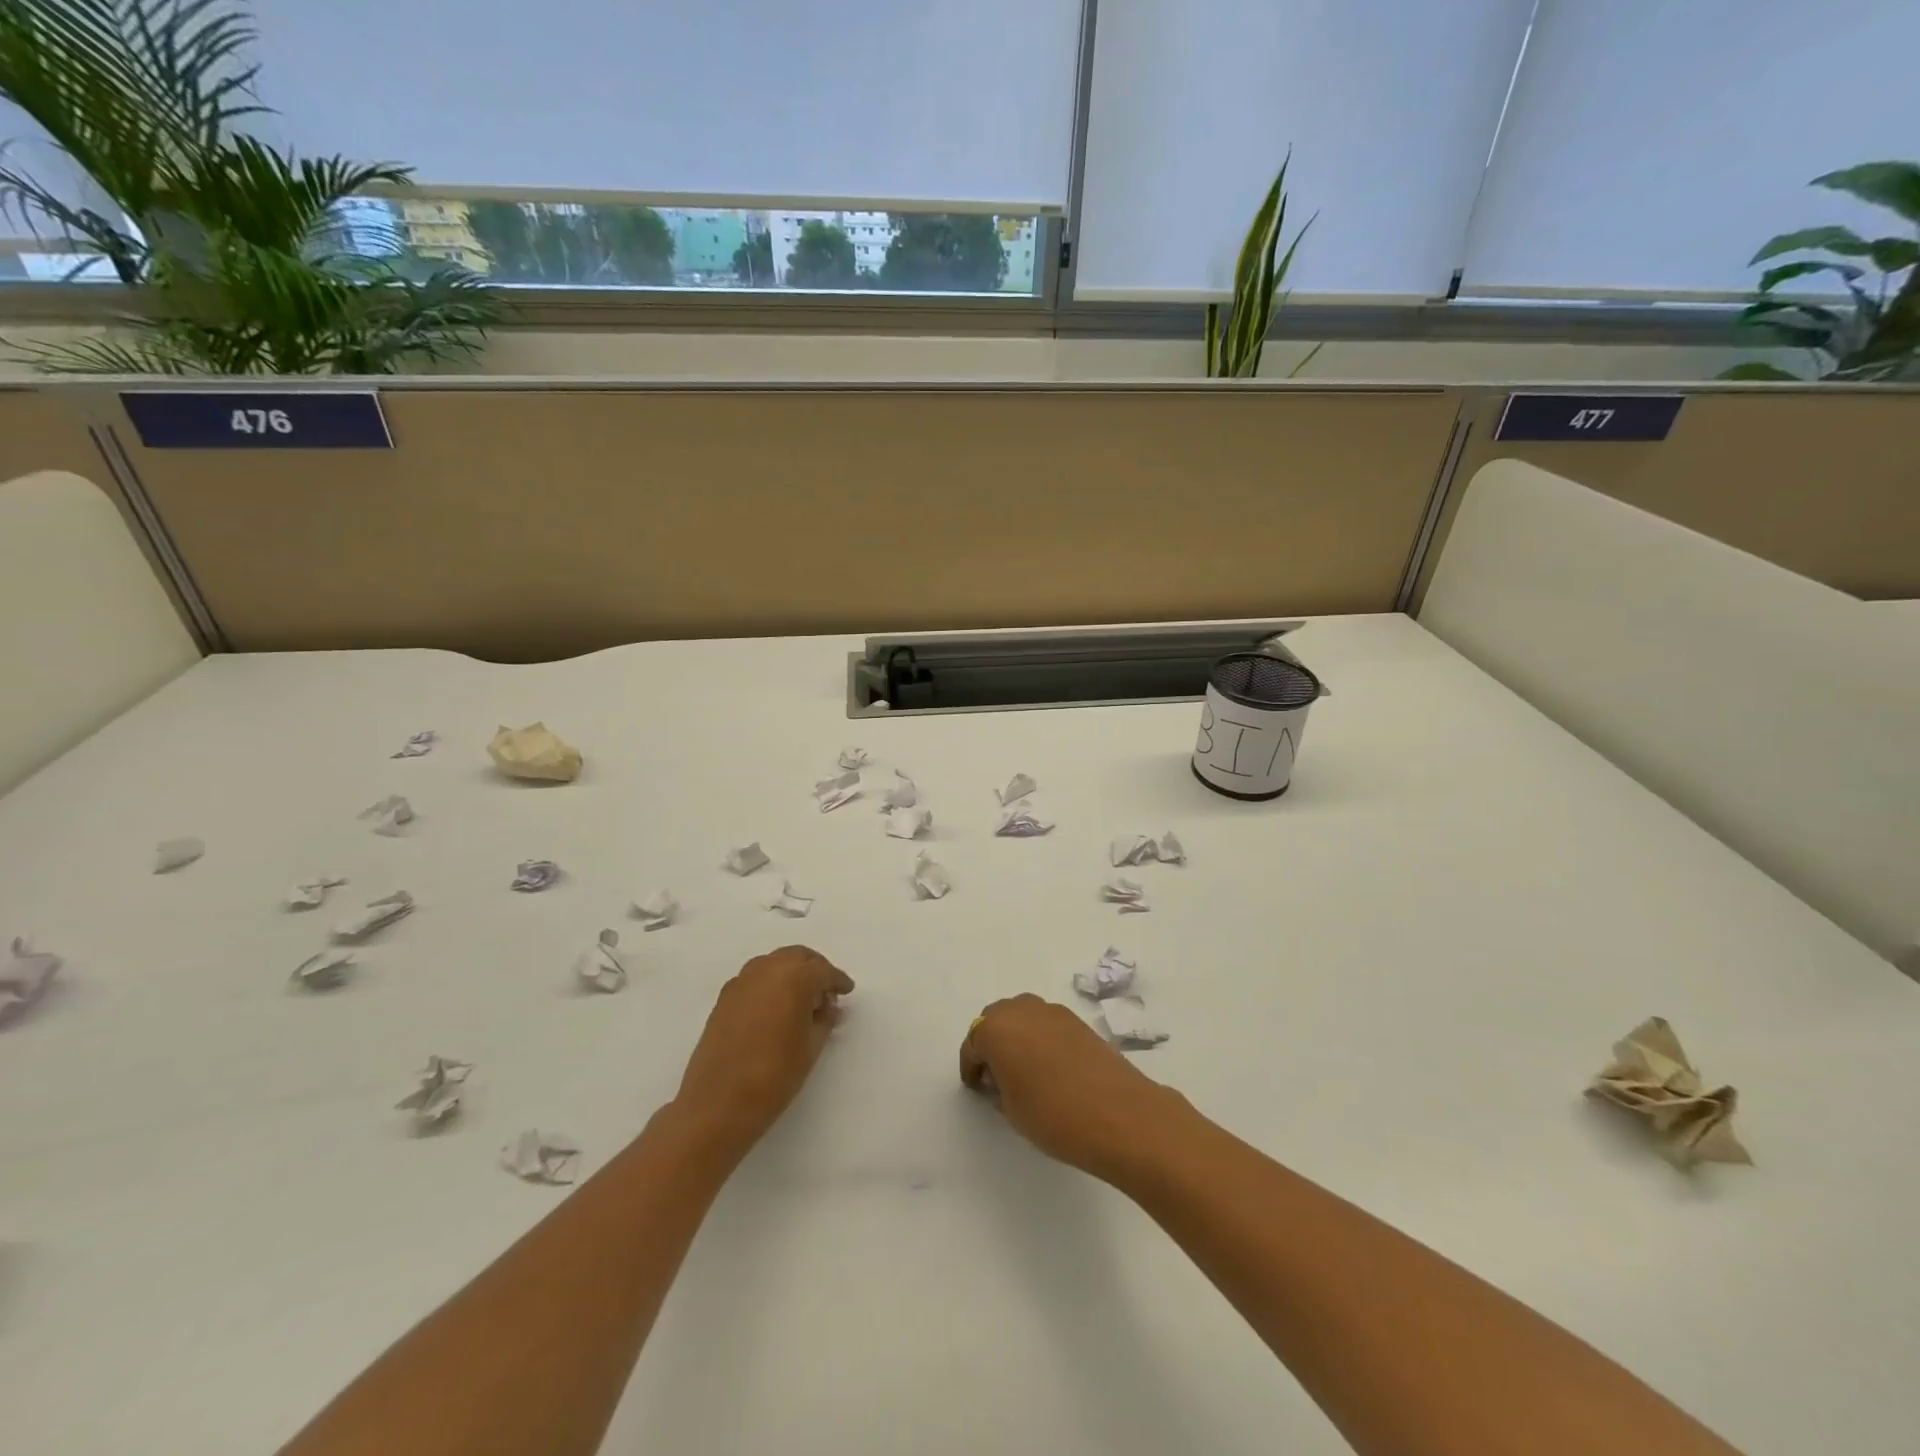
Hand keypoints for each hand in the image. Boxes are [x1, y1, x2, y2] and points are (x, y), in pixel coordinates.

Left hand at [674, 945, 853, 1151]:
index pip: (823, 970)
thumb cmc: (774, 1075)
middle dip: (814, 969)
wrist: (717, 1103)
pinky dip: (770, 984)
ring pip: (774, 964)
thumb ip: (824, 1019)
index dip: (837, 980)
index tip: (847, 991)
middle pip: (797, 957)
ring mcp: (741, 982)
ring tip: (801, 1002)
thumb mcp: (811, 1047)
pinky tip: (775, 1009)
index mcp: (793, 977)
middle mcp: (766, 969)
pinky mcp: (724, 998)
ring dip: (791, 974)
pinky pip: (755, 979)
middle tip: (826, 992)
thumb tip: (827, 1007)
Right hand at [960, 994, 1186, 1181]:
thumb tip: (1001, 1077)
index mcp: (995, 1029)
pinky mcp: (1077, 1020)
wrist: (1118, 1113)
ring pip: (1022, 1016)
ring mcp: (1052, 1011)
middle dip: (992, 1044)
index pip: (972, 1045)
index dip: (971, 1068)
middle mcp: (1021, 1010)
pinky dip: (1040, 1037)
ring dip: (1017, 1037)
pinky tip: (1050, 1066)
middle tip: (997, 1077)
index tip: (977, 1089)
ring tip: (1024, 1070)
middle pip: (995, 1020)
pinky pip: (1046, 1023)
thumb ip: (998, 1088)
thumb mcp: (1012, 1110)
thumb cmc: (1053, 1115)